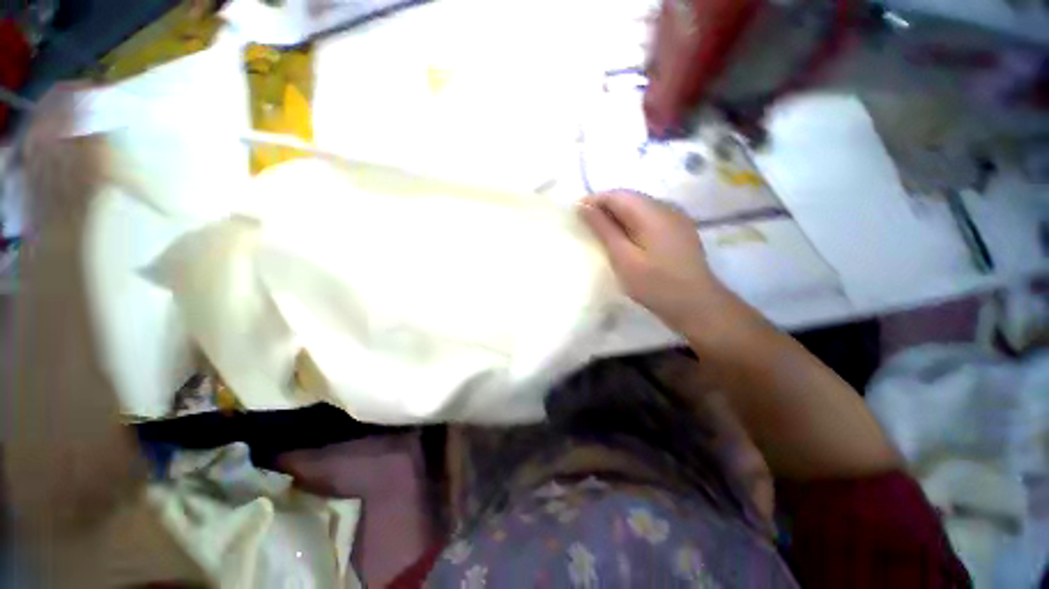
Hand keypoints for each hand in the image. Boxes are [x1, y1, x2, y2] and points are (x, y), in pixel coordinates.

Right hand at [578, 191, 727, 332]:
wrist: (697, 305)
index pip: (617, 195)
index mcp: (652, 212)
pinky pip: (650, 218)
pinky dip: (632, 224)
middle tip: (586, 226)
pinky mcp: (679, 230)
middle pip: (629, 198)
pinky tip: (626, 240)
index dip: (594, 201)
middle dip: (605, 208)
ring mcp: (676, 218)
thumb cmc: (655, 284)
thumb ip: (603, 229)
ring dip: (618, 216)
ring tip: (602, 233)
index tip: (575, 214)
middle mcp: (666, 207)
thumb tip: (583, 206)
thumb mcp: (623, 258)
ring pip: (639, 208)